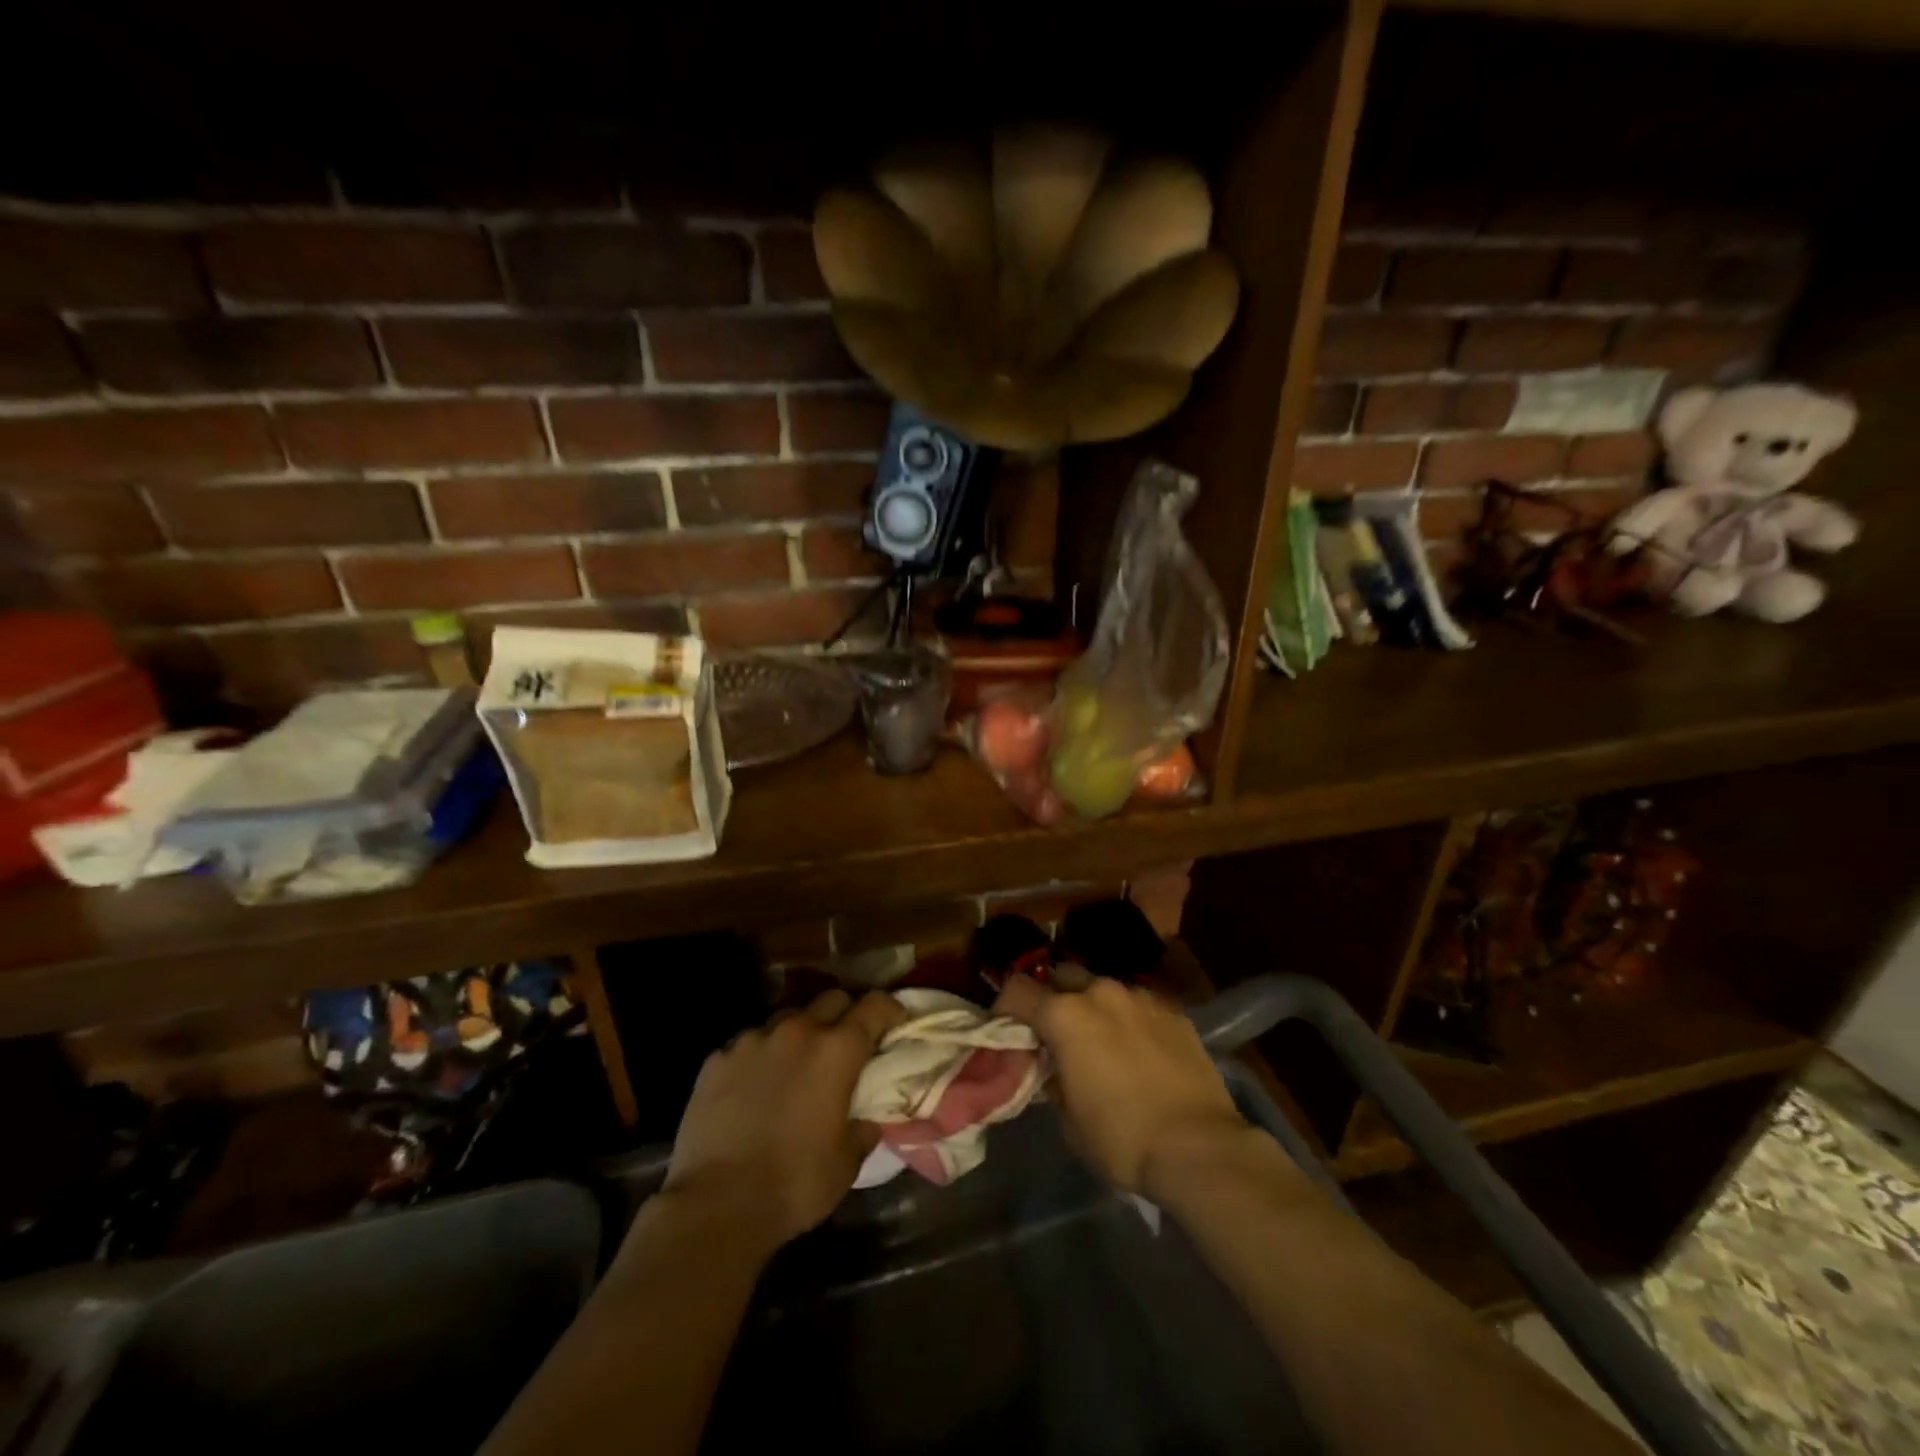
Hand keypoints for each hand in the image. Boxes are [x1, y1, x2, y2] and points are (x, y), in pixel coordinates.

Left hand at [662, 990, 906, 1254]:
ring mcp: (753, 1040)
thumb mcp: (846, 1163)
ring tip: (795, 1066)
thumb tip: (866, 1120)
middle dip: (845, 1014)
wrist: (716, 1205)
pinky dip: (760, 1057)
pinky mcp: (718, 1058)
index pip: (875, 1006)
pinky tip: (753, 1088)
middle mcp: (797, 1031)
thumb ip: (862, 1130)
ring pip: (787, 1018)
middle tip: (846, 1044)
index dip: (890, 1009)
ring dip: (799, 1034)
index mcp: (837, 1050)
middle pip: (831, 999)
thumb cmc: (795, 1184)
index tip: (896, 1022)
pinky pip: (748, 1045)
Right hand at [996, 975, 1248, 1198]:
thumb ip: (1053, 1080)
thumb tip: (1054, 1068)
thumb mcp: (1069, 1120)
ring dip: (1093, 1007)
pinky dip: (1129, 1020)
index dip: (1006, 1007)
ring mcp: (1141, 998)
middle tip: (1054, 1031)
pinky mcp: (1174, 1012)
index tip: (1007, 1029)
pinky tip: (1139, 1051)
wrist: (1199, 1147)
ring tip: (1101, 1041)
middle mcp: (1100, 993)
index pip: (1018, 990)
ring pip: (1103, 988)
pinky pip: (1138, 1005)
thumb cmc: (1122, 1139)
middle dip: (1052, 997)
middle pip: (1061, 976)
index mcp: (1065, 1015)